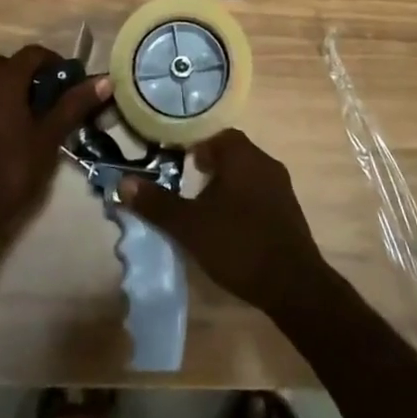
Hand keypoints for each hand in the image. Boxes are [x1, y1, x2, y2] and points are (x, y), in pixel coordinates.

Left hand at [0, 45, 109, 237]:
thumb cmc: (13, 166)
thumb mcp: (50, 135)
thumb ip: (75, 104)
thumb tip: (105, 80)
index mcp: (5, 79)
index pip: (34, 53)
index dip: (57, 63)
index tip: (73, 84)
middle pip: (11, 63)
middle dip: (33, 73)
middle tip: (53, 95)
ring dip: (18, 87)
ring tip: (40, 112)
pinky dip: (5, 102)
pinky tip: (21, 128)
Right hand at [117, 129, 327, 320]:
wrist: (293, 284)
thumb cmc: (238, 244)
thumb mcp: (190, 226)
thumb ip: (157, 204)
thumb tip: (123, 182)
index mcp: (242, 154)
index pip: (215, 133)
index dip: (194, 143)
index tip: (177, 159)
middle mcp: (264, 161)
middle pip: (232, 151)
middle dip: (209, 164)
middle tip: (187, 182)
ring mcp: (280, 186)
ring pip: (246, 172)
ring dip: (225, 183)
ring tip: (204, 206)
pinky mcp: (289, 210)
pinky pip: (259, 192)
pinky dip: (242, 199)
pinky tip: (230, 225)